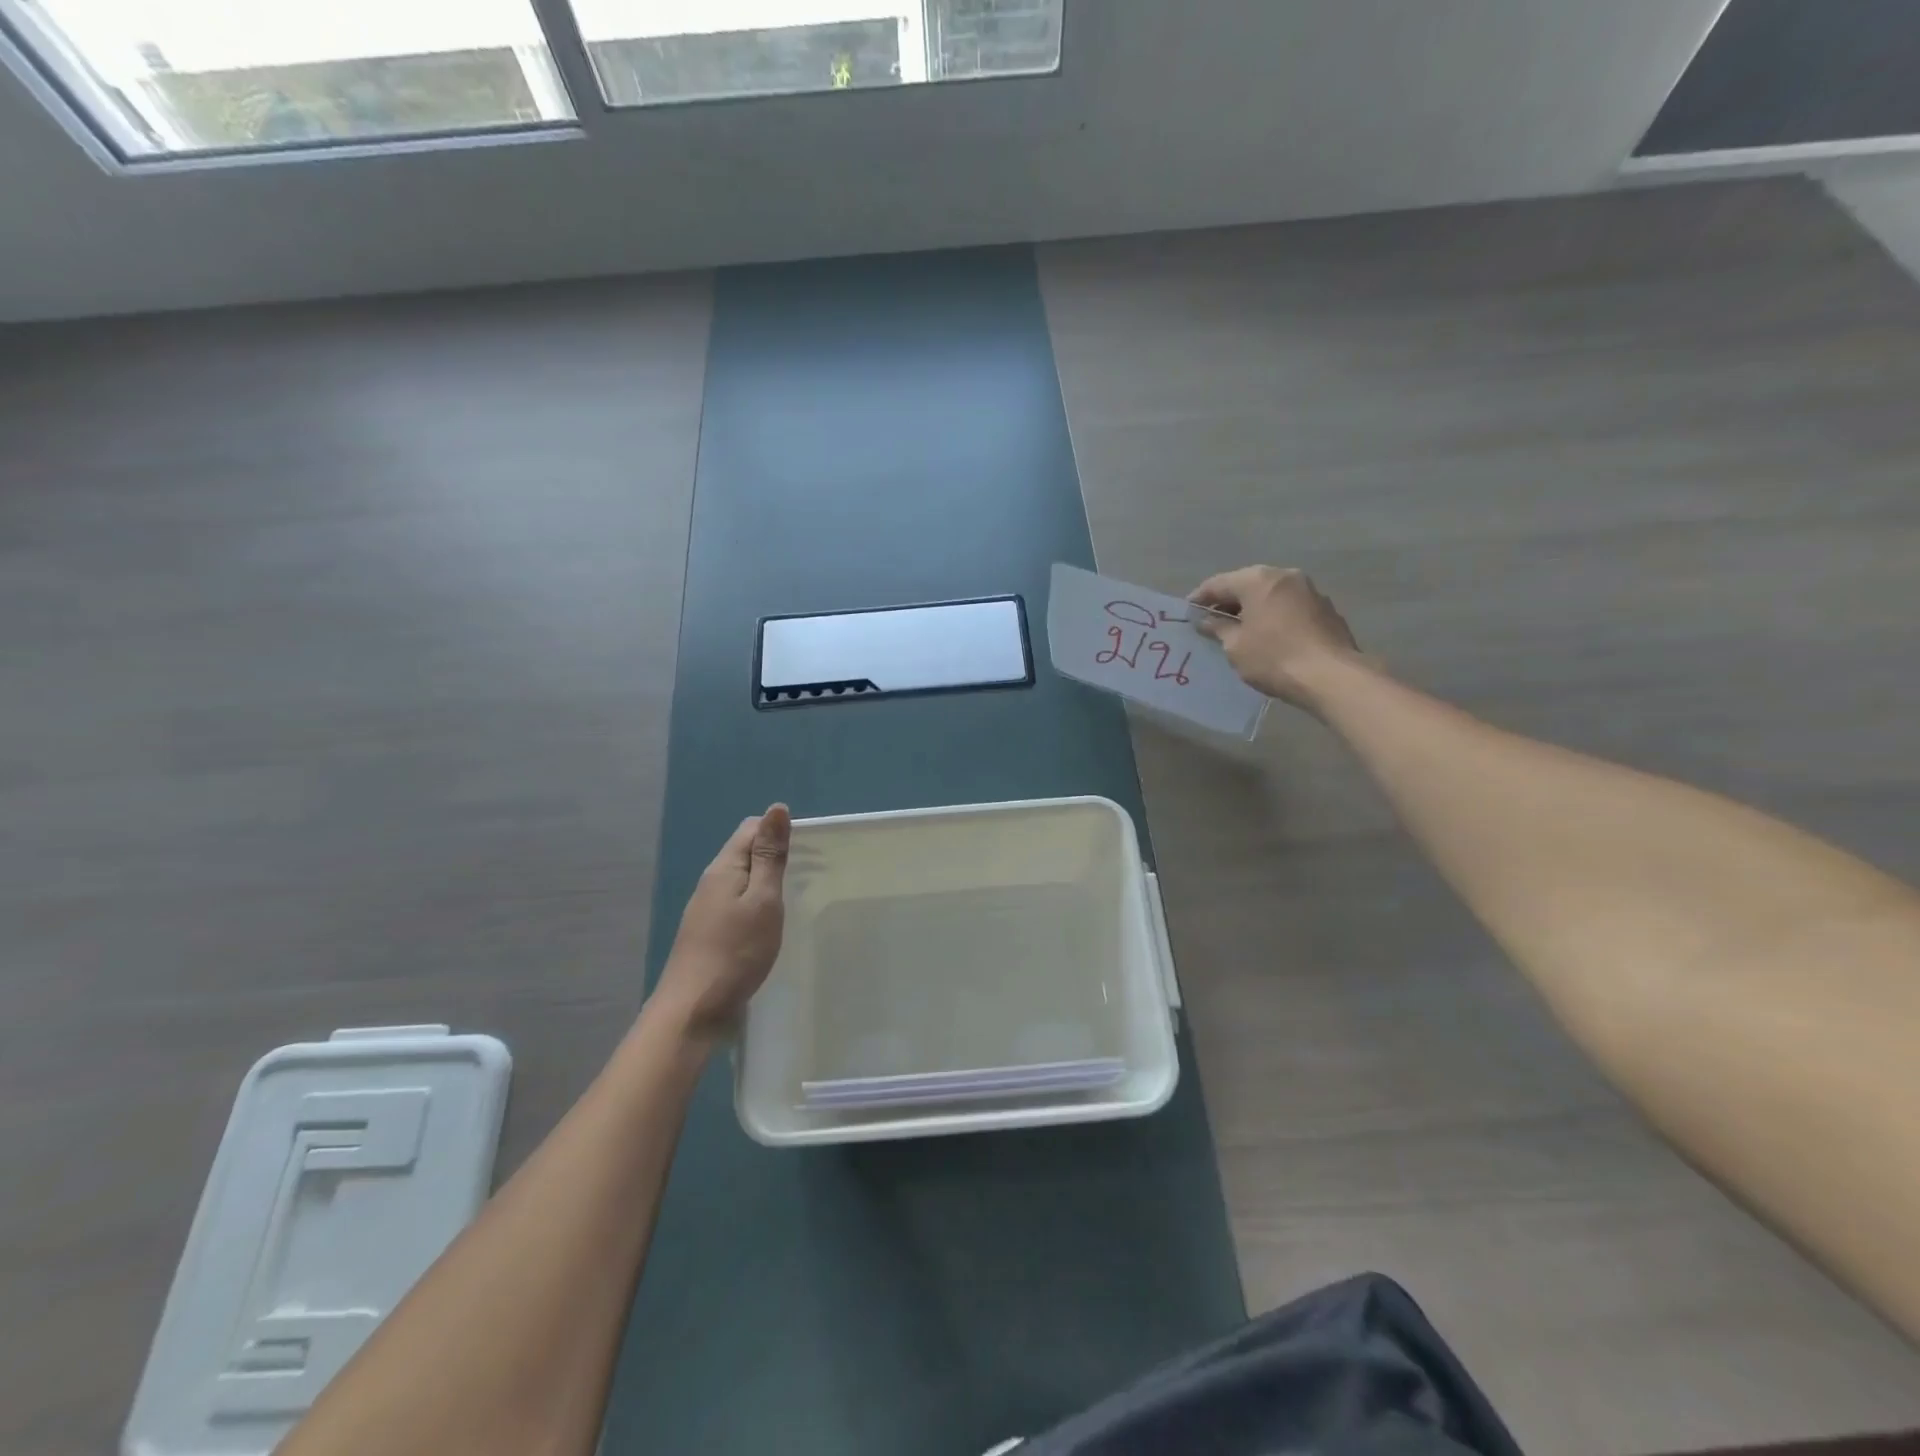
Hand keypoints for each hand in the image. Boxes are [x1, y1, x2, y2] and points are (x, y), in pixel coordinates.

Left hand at [650, 804, 790, 1042]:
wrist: (693, 1009)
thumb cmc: (736, 951)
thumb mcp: (763, 899)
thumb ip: (770, 855)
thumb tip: (777, 808)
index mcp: (724, 867)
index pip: (750, 829)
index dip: (778, 830)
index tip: (810, 849)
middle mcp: (711, 882)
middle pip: (744, 853)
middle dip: (776, 854)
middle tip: (811, 873)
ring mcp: (707, 910)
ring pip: (741, 880)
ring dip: (767, 880)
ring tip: (796, 897)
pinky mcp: (709, 934)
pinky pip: (737, 904)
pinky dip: (757, 904)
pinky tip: (770, 923)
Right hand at [1189, 566, 1360, 711]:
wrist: (1331, 676)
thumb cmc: (1273, 657)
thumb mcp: (1235, 646)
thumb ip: (1218, 628)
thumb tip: (1206, 620)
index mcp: (1258, 580)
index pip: (1219, 583)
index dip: (1199, 598)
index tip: (1186, 612)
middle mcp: (1285, 576)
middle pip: (1247, 584)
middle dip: (1228, 601)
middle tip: (1210, 620)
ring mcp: (1309, 591)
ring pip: (1271, 595)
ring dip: (1253, 608)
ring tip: (1238, 630)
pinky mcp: (1326, 609)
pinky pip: (1289, 607)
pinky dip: (1274, 616)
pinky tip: (1268, 636)